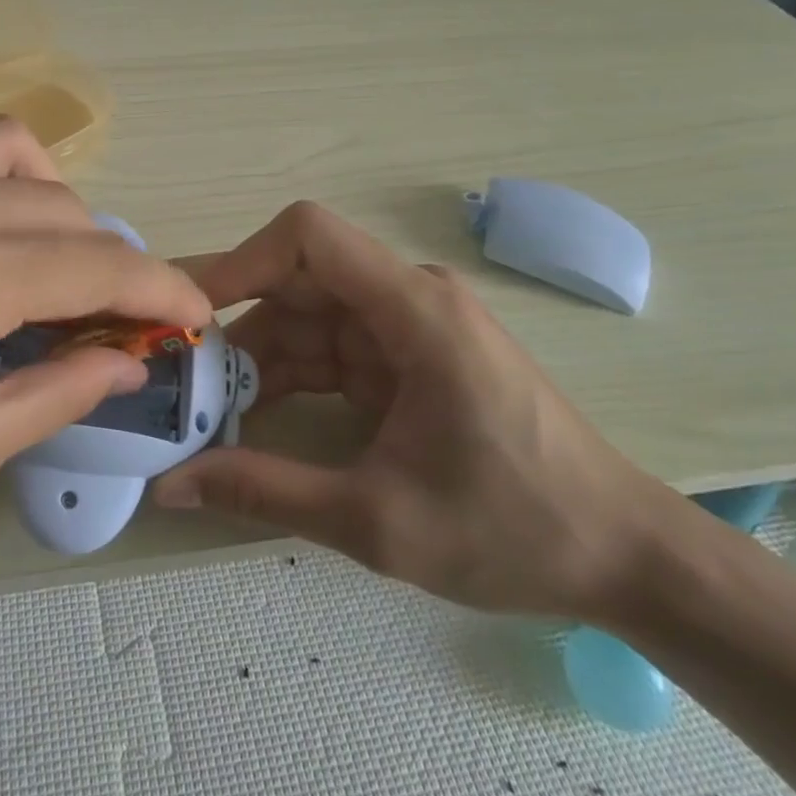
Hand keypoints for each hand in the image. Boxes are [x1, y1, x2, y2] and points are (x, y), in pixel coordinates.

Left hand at [0, 106, 210, 625]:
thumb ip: (63, 387)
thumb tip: (130, 354)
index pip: (95, 262)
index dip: (160, 288)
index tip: (193, 311)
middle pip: (60, 206)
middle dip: (105, 261)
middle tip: (107, 314)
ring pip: (6, 146)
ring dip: (49, 197)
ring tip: (44, 253)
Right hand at [153, 202, 668, 620]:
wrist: (626, 559)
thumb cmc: (515, 530)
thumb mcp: (377, 520)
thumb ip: (264, 491)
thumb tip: (168, 485)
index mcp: (413, 310)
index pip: (308, 236)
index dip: (241, 261)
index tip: (192, 315)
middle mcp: (407, 298)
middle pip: (297, 280)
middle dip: (233, 323)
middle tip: (176, 371)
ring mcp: (408, 326)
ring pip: (306, 317)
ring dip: (255, 357)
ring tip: (202, 405)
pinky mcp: (406, 356)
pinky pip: (329, 349)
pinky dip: (287, 376)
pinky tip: (250, 417)